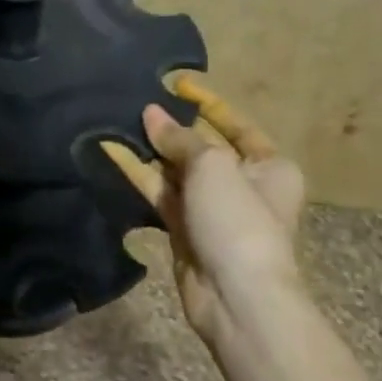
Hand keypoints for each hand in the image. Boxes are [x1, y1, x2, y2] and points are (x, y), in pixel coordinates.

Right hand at [103, 76, 305, 343]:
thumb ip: (179, 138)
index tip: (175, 83)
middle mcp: (243, 184)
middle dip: (170, 127)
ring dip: (149, 149)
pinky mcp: (185, 229)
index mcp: (269, 165)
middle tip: (134, 100)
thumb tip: (151, 113)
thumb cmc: (237, 220)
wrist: (237, 297)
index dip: (206, 103)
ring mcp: (211, 209)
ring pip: (175, 170)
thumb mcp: (213, 166)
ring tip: (115, 120)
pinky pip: (160, 193)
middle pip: (201, 147)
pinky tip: (112, 151)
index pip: (235, 124)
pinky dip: (139, 174)